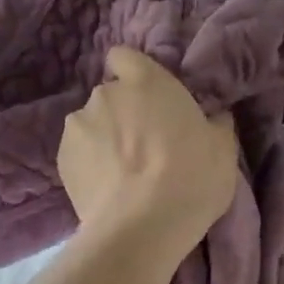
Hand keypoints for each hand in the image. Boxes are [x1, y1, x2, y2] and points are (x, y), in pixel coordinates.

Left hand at [58, 47, 237, 250]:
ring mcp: (78, 125)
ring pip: (91, 125)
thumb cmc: (192, 178)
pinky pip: (77, 153)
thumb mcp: (223, 148)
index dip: (133, 74)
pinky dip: (88, 165)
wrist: (142, 227)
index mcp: (146, 80)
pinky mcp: (60, 159)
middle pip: (111, 95)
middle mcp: (106, 93)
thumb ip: (214, 122)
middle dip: (123, 113)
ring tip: (122, 174)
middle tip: (144, 146)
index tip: (147, 98)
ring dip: (103, 140)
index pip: (124, 56)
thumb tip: (213, 117)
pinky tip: (106, 189)